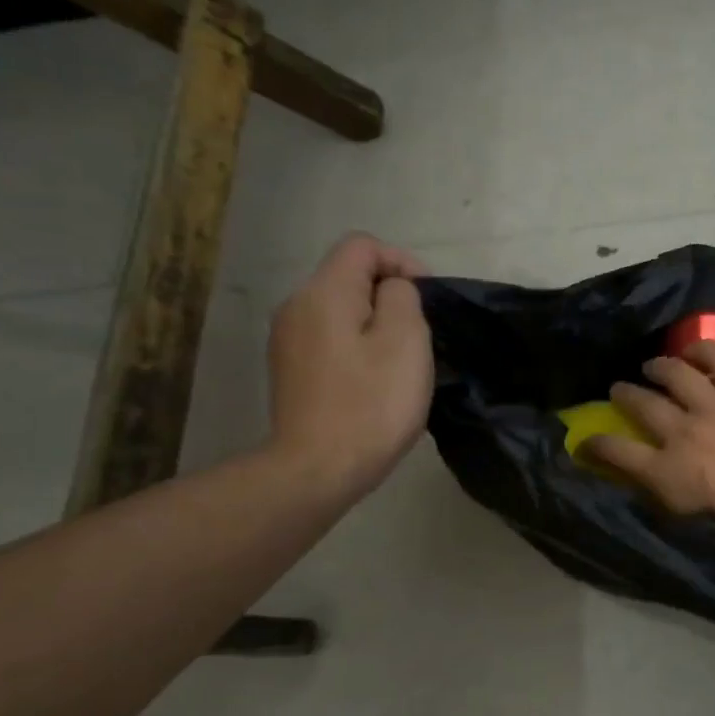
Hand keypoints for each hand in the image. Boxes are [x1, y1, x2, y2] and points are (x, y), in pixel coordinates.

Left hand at [267, 234, 432, 500]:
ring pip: (340, 310)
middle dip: (390, 295)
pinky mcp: (289, 371)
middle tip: (420, 335)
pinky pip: (330, 339)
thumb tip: (392, 290)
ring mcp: (287, 341)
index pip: (362, 246)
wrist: (318, 470)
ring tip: (400, 362)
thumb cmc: (371, 404)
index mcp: (324, 292)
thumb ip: (402, 297)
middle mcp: (296, 306)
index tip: (427, 298)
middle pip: (348, 276)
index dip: (402, 261)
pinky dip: (356, 347)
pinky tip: (373, 382)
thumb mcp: (405, 340)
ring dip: (375, 324)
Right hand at [588, 341, 714, 558]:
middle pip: (642, 405)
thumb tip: (666, 483)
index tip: (582, 443)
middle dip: (624, 396)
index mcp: (668, 475)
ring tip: (653, 365)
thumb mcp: (702, 527)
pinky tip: (695, 350)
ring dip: (659, 367)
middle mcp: (683, 433)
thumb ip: (678, 499)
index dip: (595, 446)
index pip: (616, 454)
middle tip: (618, 391)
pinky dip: (704, 350)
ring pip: (675, 374)